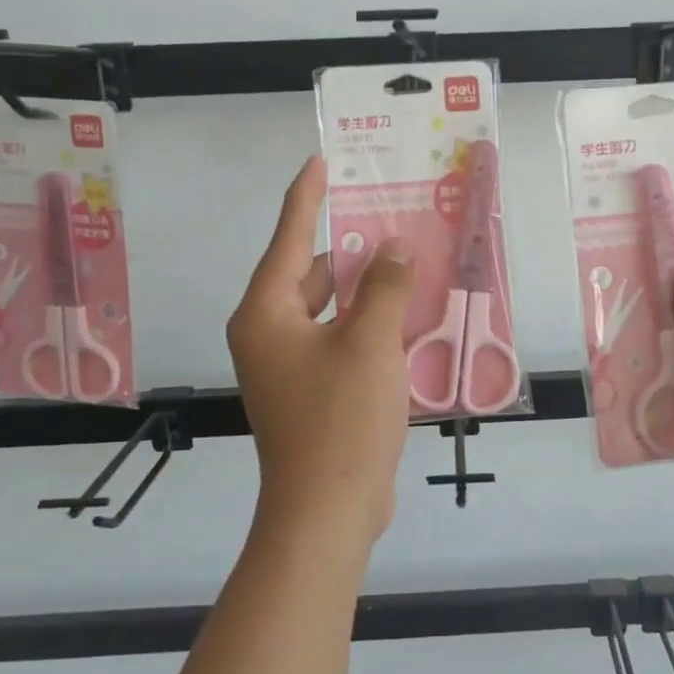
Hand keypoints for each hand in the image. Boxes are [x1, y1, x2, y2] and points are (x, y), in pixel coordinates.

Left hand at [227, 157, 415, 551]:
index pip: (286, 239)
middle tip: (391, 222)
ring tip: (407, 265)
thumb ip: (383, 287)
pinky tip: (405, 318)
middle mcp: (268, 334)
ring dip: (364, 291)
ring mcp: (288, 366)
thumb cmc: (341, 419)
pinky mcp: (310, 391)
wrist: (328, 511)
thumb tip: (393, 248)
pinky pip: (339, 341)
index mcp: (266, 314)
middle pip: (309, 275)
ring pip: (328, 310)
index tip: (319, 162)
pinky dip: (366, 326)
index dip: (305, 198)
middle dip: (349, 251)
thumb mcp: (370, 343)